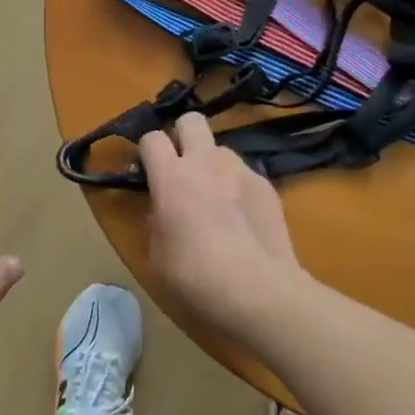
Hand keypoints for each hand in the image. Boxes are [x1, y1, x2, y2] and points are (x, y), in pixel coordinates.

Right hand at [139, 114, 308, 341]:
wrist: (259, 293)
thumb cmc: (195, 277)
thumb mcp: (157, 255)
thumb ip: (157, 221)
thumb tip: (163, 211)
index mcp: (171, 176)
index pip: (151, 138)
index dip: (147, 152)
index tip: (147, 174)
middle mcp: (206, 162)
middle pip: (191, 121)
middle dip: (183, 136)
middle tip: (181, 168)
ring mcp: (241, 171)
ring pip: (221, 149)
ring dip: (213, 165)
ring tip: (217, 200)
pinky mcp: (267, 186)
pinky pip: (245, 175)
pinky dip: (238, 188)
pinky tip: (243, 219)